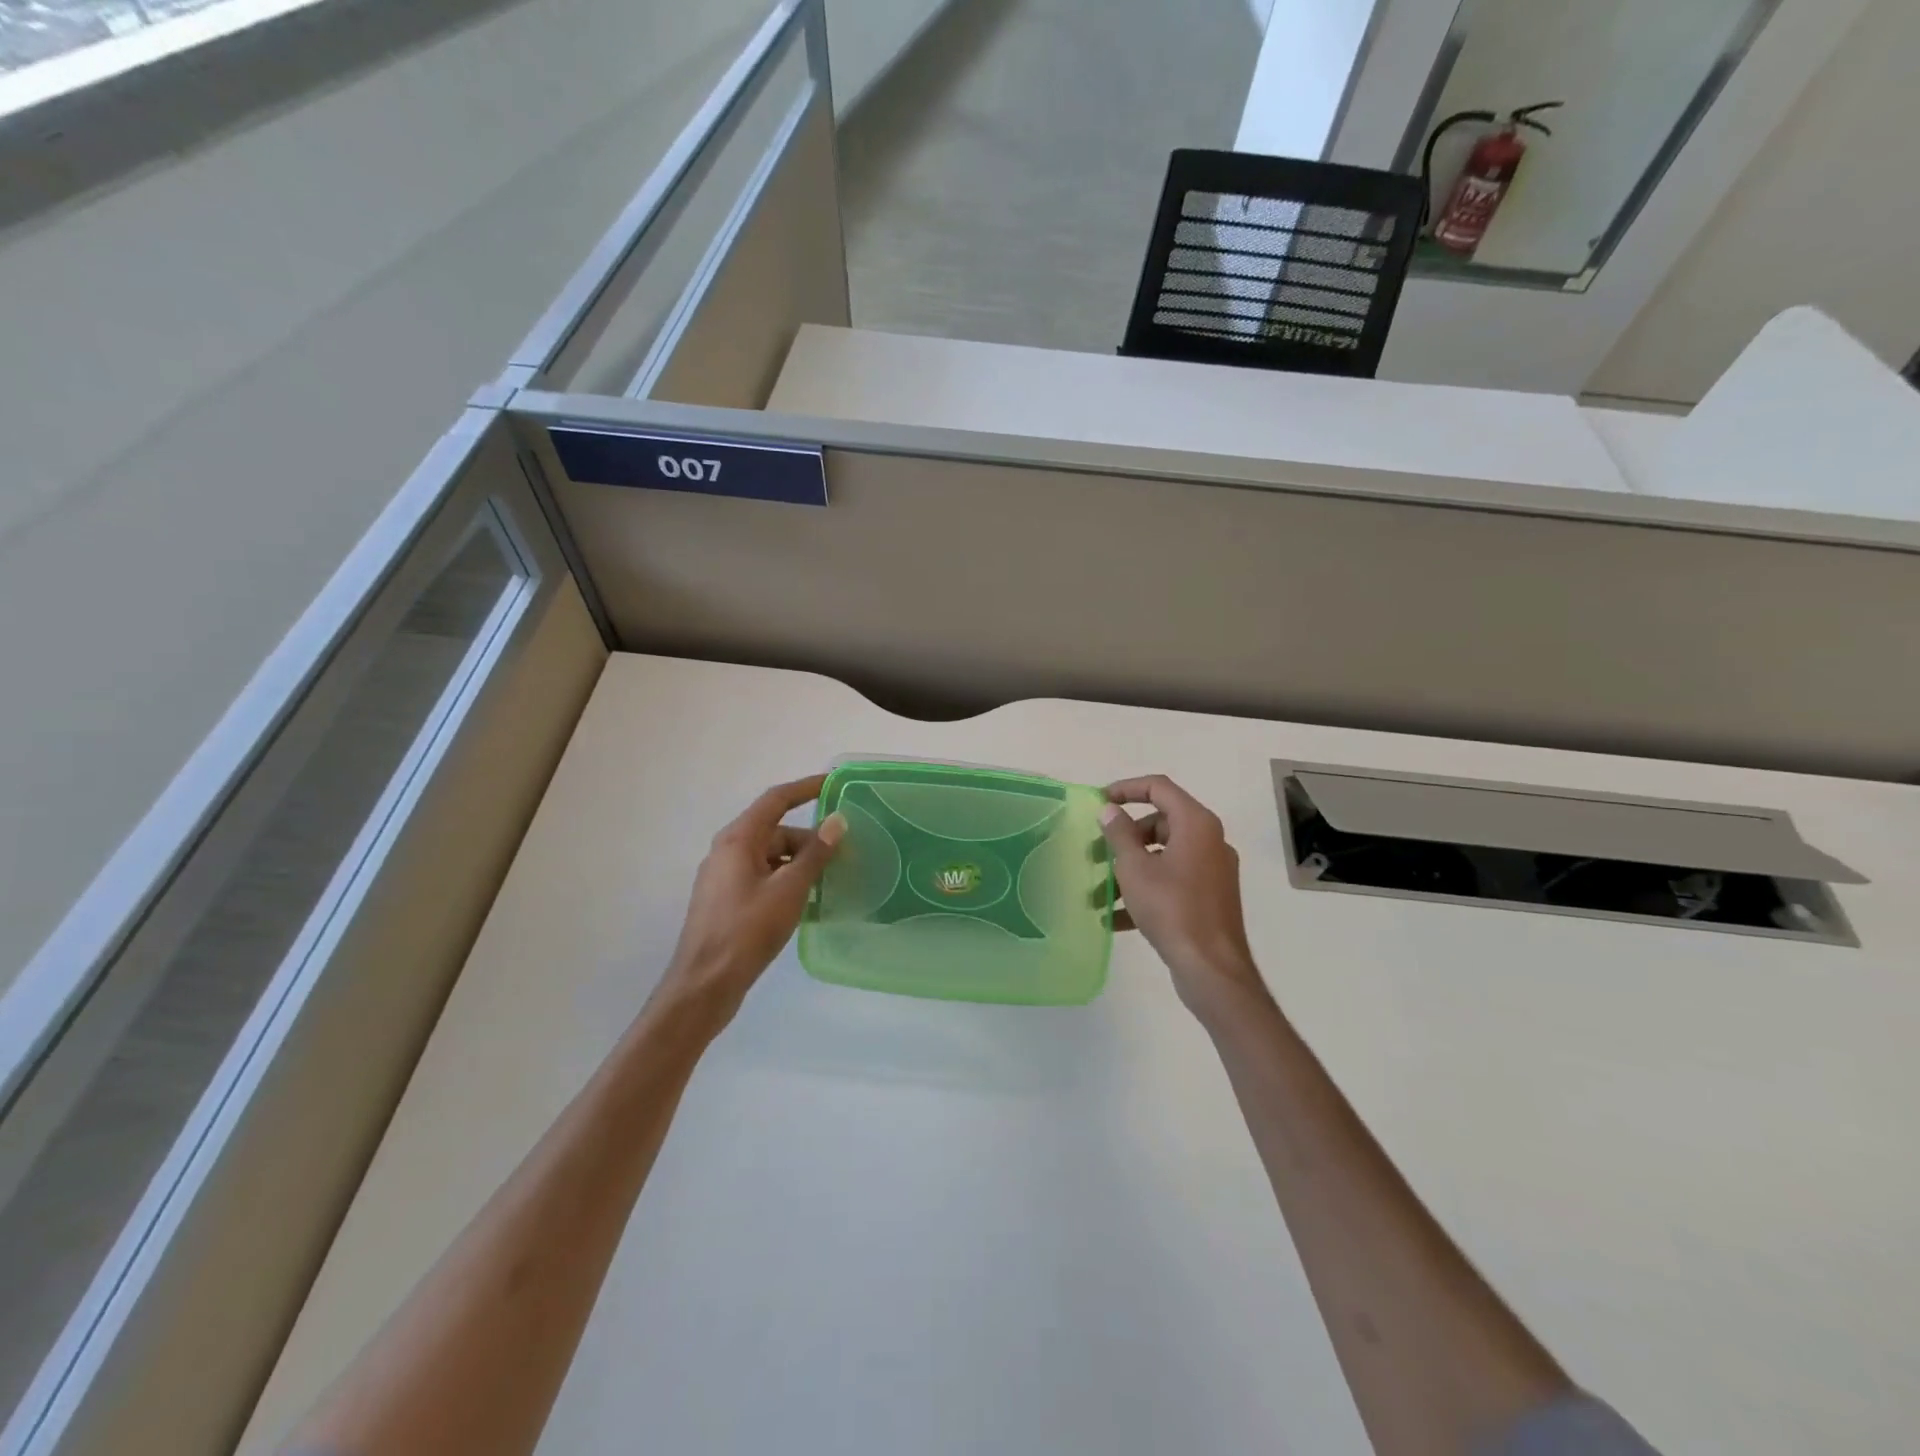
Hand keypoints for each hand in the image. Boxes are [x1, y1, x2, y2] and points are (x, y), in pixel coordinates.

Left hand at [655, 774, 845, 1027]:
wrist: (704, 985)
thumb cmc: (747, 931)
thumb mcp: (789, 890)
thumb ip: (815, 854)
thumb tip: (837, 822)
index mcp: (738, 839)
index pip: (776, 800)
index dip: (806, 788)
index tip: (834, 783)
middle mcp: (727, 851)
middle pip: (775, 831)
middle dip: (809, 840)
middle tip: (843, 855)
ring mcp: (724, 877)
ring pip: (770, 857)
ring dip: (799, 864)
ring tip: (830, 882)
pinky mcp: (726, 901)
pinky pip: (763, 878)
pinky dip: (786, 881)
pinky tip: (807, 902)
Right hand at [1100, 775, 1269, 1022]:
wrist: (1211, 968)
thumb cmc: (1172, 909)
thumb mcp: (1135, 869)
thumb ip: (1120, 834)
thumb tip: (1109, 810)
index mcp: (1196, 824)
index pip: (1159, 787)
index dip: (1126, 789)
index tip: (1099, 802)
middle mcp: (1209, 840)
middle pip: (1160, 823)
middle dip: (1123, 838)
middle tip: (1095, 852)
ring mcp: (1212, 870)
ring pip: (1163, 856)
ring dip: (1129, 870)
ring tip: (1098, 894)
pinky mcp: (1210, 897)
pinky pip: (1171, 882)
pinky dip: (1145, 891)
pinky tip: (1116, 918)